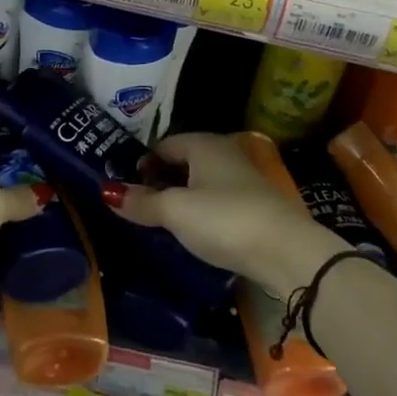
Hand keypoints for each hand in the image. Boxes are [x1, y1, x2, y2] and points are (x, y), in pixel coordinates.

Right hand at [107, 132, 347, 298]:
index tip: (126, 189)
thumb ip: (142, 202)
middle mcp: (223, 152)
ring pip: (201, 182)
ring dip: (182, 198)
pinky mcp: (255, 205)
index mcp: (202, 143)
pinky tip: (196, 232)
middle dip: (161, 180)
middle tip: (140, 207)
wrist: (288, 252)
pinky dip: (202, 211)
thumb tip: (108, 191)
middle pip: (182, 161)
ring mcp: (242, 178)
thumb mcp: (176, 211)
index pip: (162, 145)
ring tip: (163, 222)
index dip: (142, 164)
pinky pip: (217, 200)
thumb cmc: (225, 220)